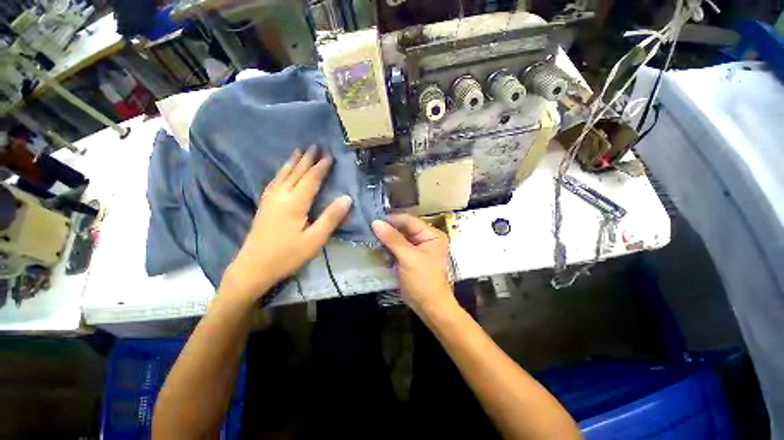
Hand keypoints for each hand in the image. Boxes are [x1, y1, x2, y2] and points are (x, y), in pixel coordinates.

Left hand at [222, 146, 351, 301]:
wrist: (253, 267)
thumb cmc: (287, 255)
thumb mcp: (315, 239)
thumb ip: (331, 217)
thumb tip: (346, 197)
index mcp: (294, 203)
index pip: (311, 179)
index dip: (321, 167)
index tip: (329, 155)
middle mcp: (280, 196)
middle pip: (295, 173)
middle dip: (306, 159)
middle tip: (315, 145)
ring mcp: (269, 200)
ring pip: (282, 175)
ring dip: (292, 162)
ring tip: (299, 151)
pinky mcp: (264, 206)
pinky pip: (274, 182)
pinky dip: (281, 172)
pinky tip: (282, 172)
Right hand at [371, 214, 455, 315]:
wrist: (429, 307)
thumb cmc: (423, 280)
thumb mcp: (408, 257)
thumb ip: (392, 239)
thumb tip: (376, 222)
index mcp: (431, 234)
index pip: (409, 221)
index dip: (391, 219)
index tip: (373, 219)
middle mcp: (425, 238)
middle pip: (403, 229)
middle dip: (387, 230)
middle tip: (369, 229)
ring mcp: (417, 249)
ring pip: (398, 238)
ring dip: (386, 241)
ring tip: (371, 240)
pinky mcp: (410, 258)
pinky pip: (397, 249)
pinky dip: (388, 250)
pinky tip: (379, 251)